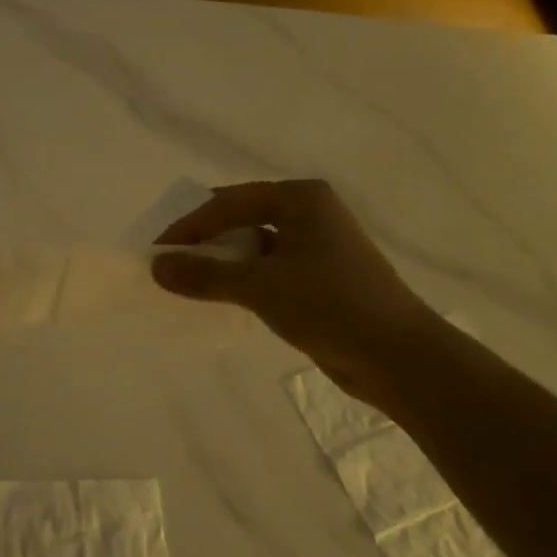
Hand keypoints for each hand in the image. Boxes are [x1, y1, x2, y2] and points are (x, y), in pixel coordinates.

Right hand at [152, 180, 444, 404]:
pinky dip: (243, 280)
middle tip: (169, 264)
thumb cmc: (329, 305)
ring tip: (189, 283)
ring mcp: (318, 246)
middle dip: (204, 242)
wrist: (399, 357)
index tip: (157, 251)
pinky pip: (269, 270)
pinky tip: (222, 298)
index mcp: (301, 198)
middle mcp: (311, 213)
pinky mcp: (321, 278)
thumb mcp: (259, 287)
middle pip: (242, 219)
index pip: (229, 203)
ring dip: (223, 263)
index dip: (189, 226)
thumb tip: (157, 267)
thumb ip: (205, 275)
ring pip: (255, 246)